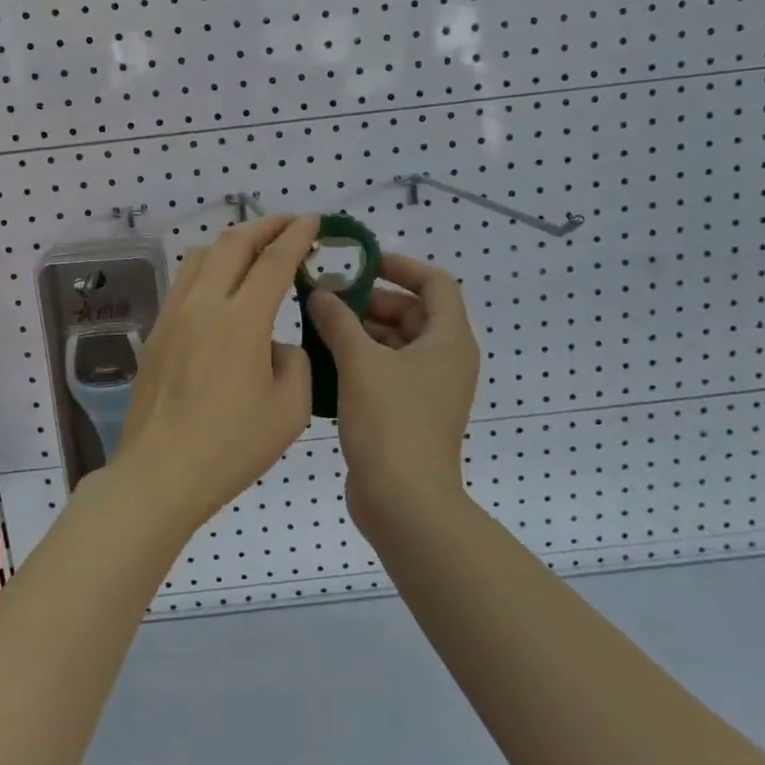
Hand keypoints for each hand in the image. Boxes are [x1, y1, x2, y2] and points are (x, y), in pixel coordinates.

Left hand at [107, 214, 317, 530]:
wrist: (160, 474)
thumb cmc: (231, 447)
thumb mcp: (290, 410)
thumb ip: (295, 363)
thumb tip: (275, 345)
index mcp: (241, 321)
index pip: (273, 261)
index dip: (296, 235)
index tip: (313, 220)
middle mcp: (203, 305)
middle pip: (232, 243)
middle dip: (264, 226)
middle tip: (289, 224)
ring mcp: (173, 315)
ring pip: (201, 256)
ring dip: (233, 242)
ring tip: (255, 248)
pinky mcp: (156, 332)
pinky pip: (185, 281)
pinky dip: (210, 267)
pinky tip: (222, 285)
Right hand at [305, 253, 478, 535]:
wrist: (404, 503)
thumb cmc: (390, 423)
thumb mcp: (360, 363)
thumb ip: (338, 320)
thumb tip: (321, 292)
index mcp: (448, 340)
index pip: (435, 283)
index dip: (401, 266)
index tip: (361, 262)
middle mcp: (445, 360)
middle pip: (411, 312)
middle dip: (368, 300)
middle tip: (326, 296)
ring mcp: (428, 389)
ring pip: (394, 343)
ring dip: (359, 330)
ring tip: (316, 323)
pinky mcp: (408, 412)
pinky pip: (385, 370)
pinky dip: (359, 359)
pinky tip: (322, 358)